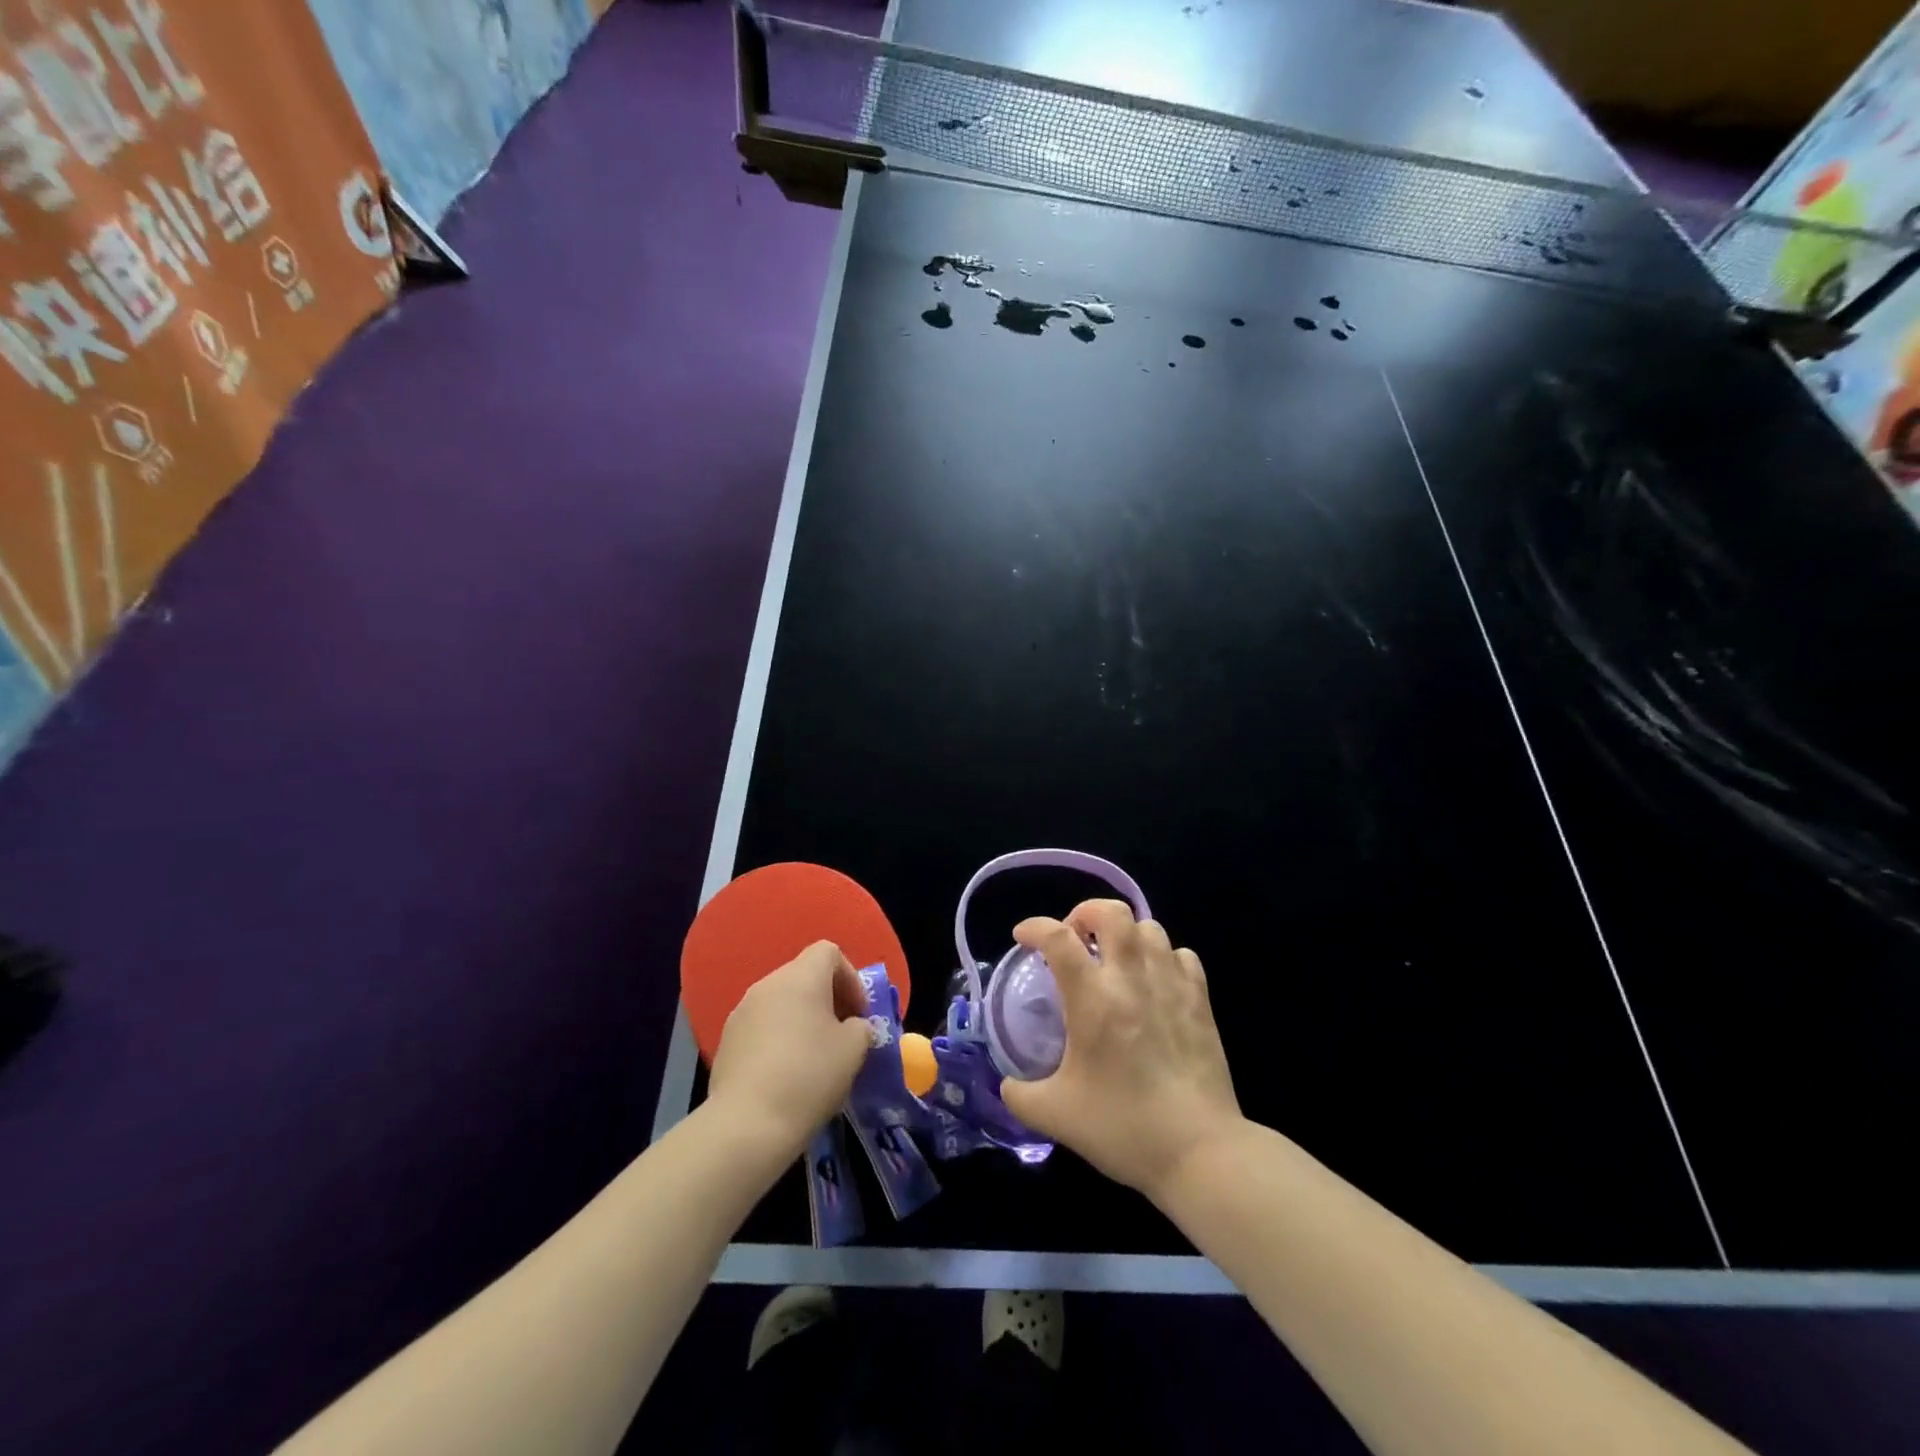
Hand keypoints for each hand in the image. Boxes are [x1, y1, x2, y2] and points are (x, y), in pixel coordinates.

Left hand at [708, 941, 873, 1155]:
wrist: (747, 1124)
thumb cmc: (810, 1075)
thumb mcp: (854, 1049)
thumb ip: (860, 1028)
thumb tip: (851, 1028)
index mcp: (800, 977)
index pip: (828, 952)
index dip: (850, 977)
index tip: (859, 1013)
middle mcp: (767, 985)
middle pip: (804, 976)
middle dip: (828, 1000)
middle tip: (843, 1035)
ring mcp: (741, 1013)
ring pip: (781, 1003)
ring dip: (802, 1021)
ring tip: (815, 1058)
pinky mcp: (725, 1042)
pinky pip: (761, 1028)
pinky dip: (779, 1040)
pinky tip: (787, 1076)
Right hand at [999, 900, 1242, 1200]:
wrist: (1200, 1151)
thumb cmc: (1123, 1128)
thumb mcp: (1056, 1116)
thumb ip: (1020, 1095)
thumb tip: (1008, 1085)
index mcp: (1093, 999)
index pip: (1057, 938)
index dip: (1034, 927)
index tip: (1023, 938)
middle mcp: (1132, 979)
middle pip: (1111, 912)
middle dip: (1085, 913)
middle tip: (1075, 939)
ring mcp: (1171, 985)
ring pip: (1149, 927)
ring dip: (1125, 933)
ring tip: (1114, 959)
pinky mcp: (1201, 1000)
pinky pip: (1181, 955)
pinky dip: (1162, 956)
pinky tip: (1154, 980)